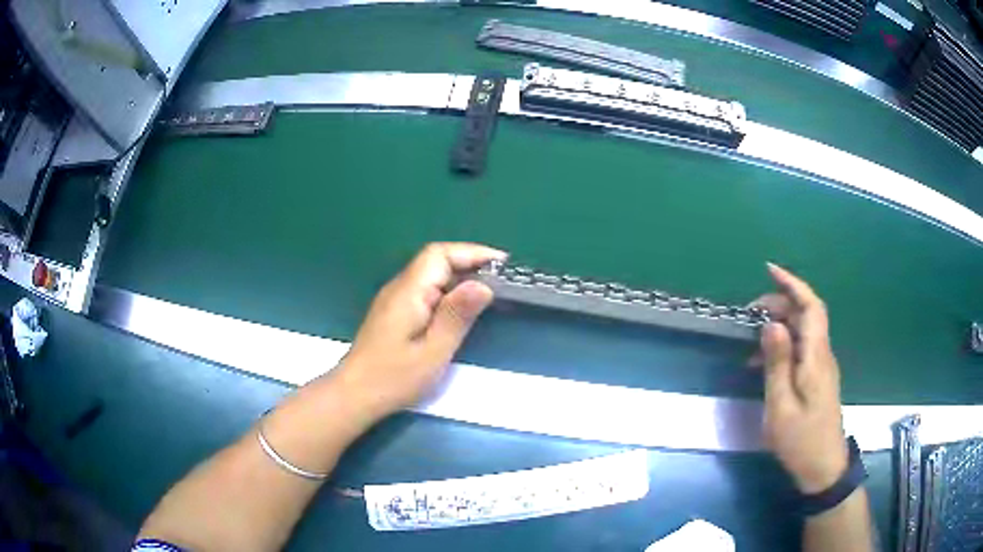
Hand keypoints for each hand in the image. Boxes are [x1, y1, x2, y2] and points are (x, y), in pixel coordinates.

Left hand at [335, 243, 505, 419]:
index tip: (502, 264)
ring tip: (489, 290)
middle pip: (435, 261)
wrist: (355, 394)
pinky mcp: (395, 312)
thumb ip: (457, 315)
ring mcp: (395, 299)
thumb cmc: (395, 377)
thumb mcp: (433, 351)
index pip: (440, 255)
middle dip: (470, 263)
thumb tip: (483, 284)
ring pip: (430, 275)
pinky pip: (425, 290)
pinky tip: (461, 307)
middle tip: (502, 280)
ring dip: (460, 277)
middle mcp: (400, 287)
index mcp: (409, 292)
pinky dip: (448, 291)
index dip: (472, 253)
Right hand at [753, 263, 847, 493]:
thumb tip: (771, 324)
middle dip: (780, 303)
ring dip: (779, 325)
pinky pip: (801, 349)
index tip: (769, 269)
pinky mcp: (817, 378)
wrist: (823, 467)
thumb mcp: (781, 405)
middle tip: (750, 313)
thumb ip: (778, 364)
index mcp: (816, 357)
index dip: (793, 283)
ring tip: (751, 339)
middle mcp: (822, 355)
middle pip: (806, 315)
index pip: (810, 306)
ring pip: (803, 331)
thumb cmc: (801, 440)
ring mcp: (821, 367)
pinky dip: (783, 345)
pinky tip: (764, 362)